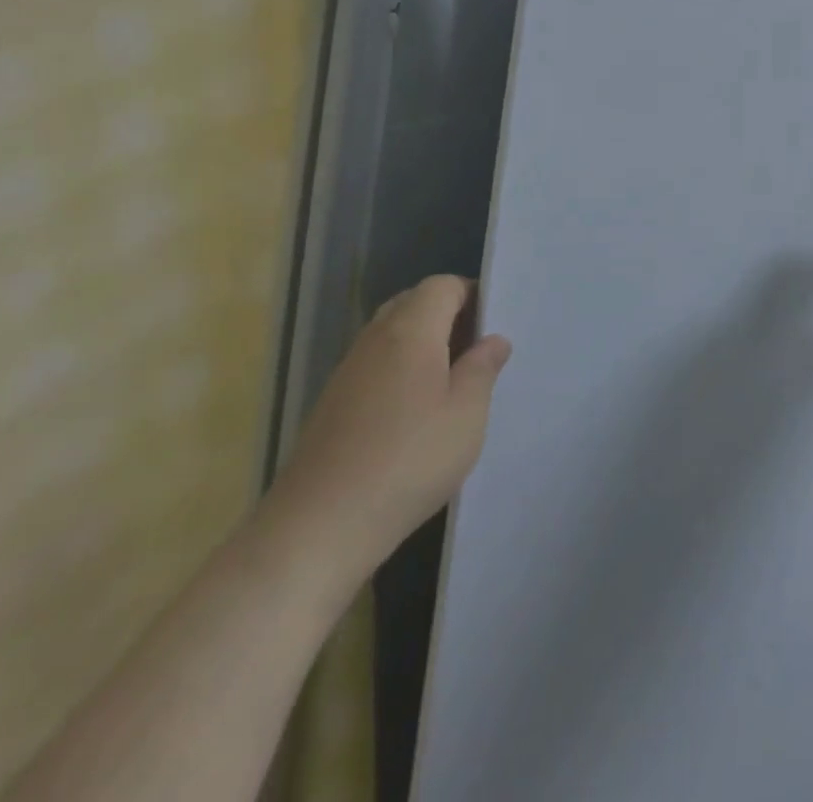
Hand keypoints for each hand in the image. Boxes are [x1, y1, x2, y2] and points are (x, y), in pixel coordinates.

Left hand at [263, 276, 510, 592]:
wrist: (318, 527)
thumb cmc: (408, 461)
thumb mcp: (466, 415)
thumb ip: (483, 369)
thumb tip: (493, 339)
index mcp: (410, 331)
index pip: (442, 285)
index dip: (472, 294)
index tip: (494, 324)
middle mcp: (375, 339)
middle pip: (414, 303)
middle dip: (448, 315)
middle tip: (477, 350)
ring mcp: (348, 370)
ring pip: (392, 333)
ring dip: (423, 343)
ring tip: (451, 382)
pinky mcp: (333, 402)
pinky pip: (375, 363)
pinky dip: (400, 369)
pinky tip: (415, 412)